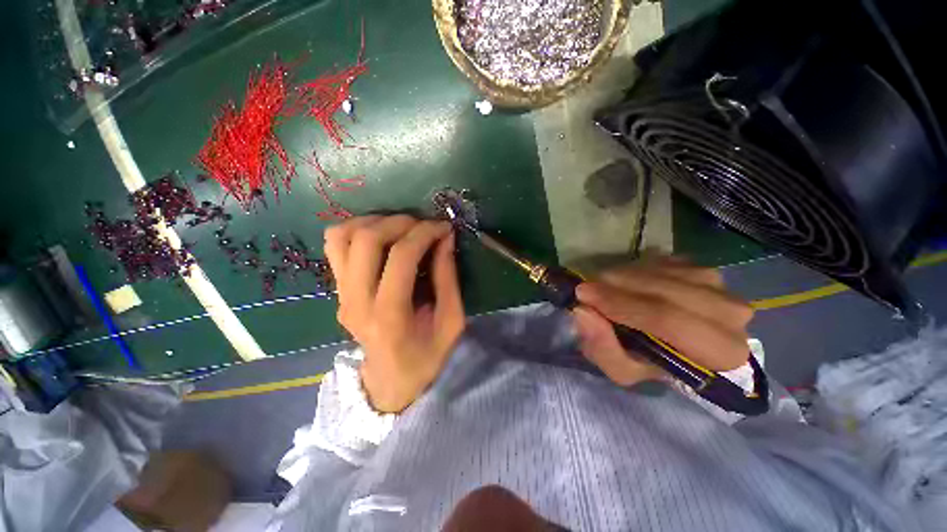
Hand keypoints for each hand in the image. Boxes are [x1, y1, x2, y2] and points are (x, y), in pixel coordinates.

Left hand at [324, 215, 465, 412]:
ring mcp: (341, 295)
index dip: (425, 233)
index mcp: (389, 315)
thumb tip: (445, 238)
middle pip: (366, 240)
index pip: (401, 256)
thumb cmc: (427, 357)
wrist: (390, 382)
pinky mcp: (337, 291)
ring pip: (342, 237)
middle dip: (400, 222)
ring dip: (374, 222)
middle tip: (423, 225)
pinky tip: (381, 237)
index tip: (444, 227)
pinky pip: (335, 247)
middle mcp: (357, 301)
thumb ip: (448, 278)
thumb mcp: (451, 321)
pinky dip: (357, 231)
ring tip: (400, 228)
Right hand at [573, 256, 753, 386]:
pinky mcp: (703, 268)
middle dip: (618, 287)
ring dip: (625, 277)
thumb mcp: (622, 369)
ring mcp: (719, 284)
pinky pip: (663, 262)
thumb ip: (603, 348)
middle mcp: (731, 313)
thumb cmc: (649, 363)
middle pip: (666, 291)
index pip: (669, 320)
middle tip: (586, 288)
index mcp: (720, 351)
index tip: (584, 295)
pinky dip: (638, 269)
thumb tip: (582, 312)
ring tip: (604, 287)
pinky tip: (628, 282)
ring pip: (663, 272)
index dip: (621, 304)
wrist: (674, 345)